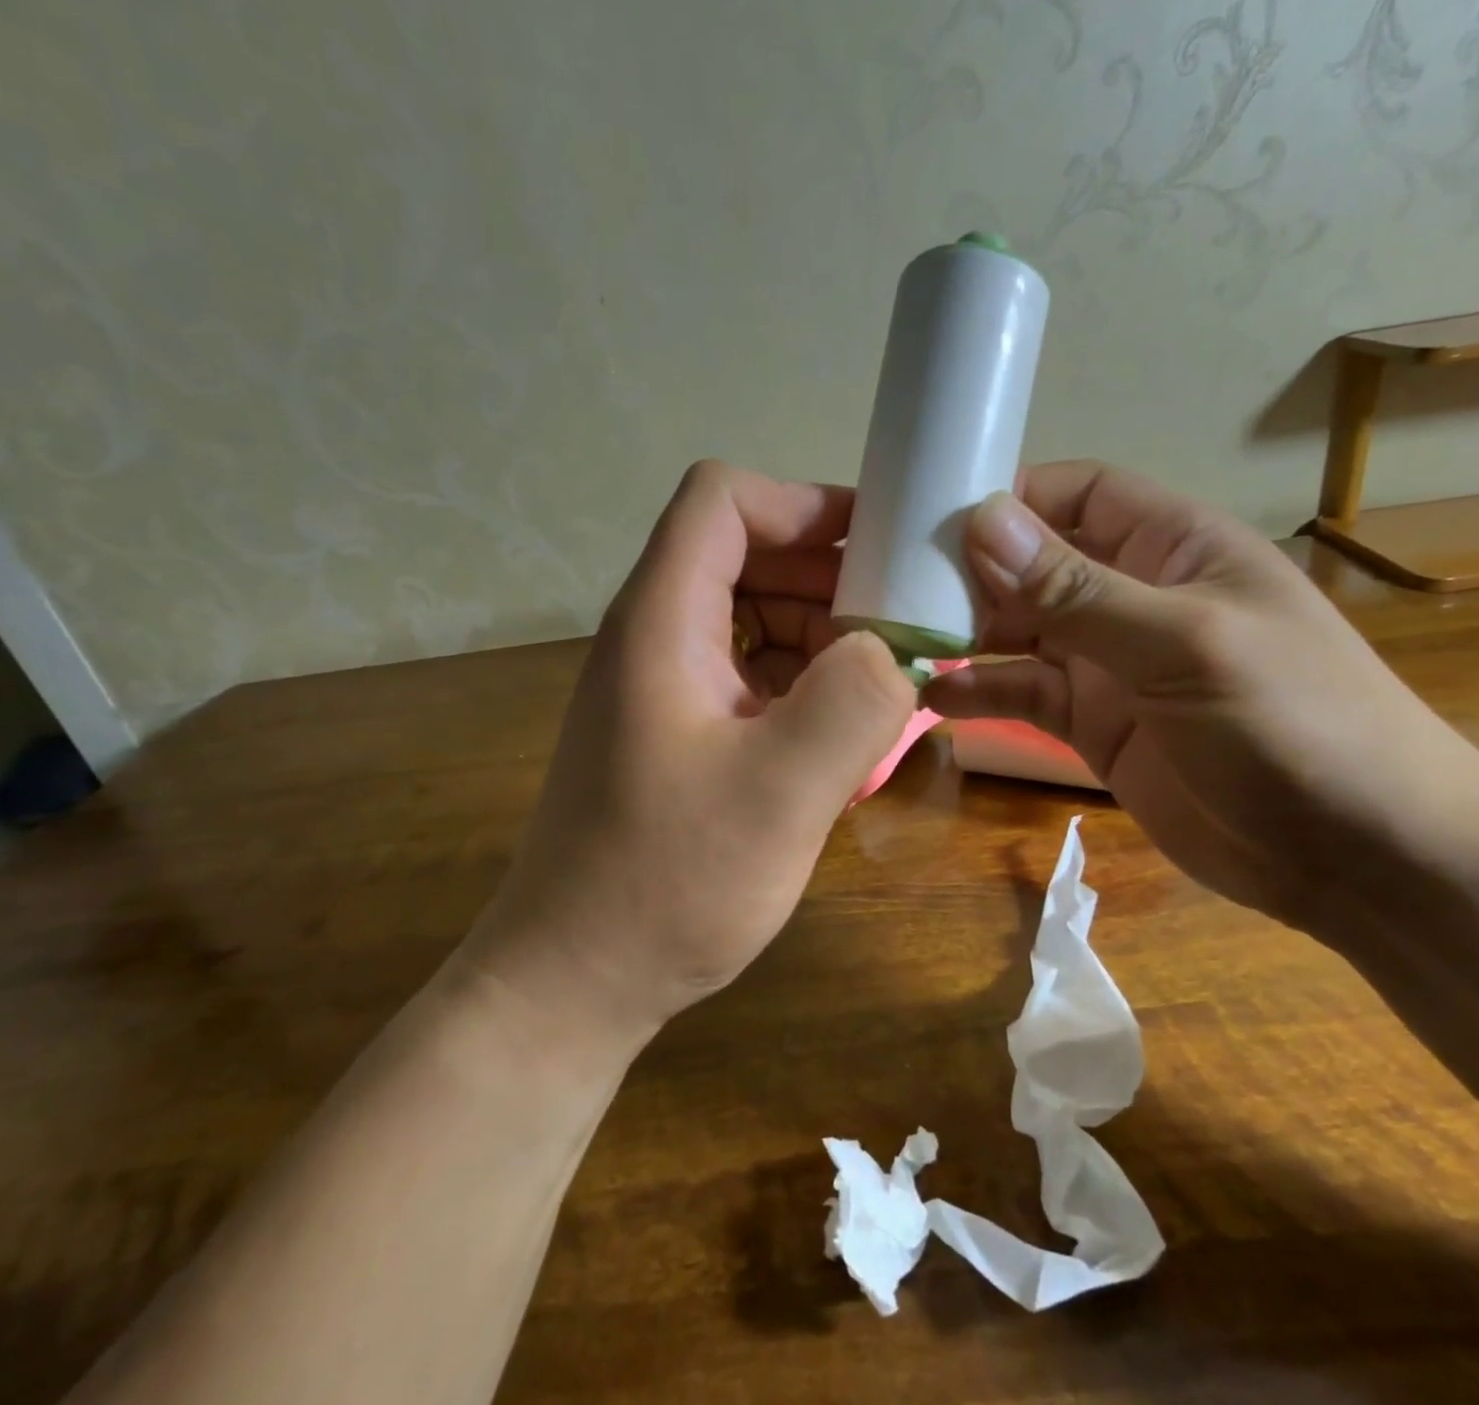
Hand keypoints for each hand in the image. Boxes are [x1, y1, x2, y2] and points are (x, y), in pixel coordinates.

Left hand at [462, 461, 916, 1040]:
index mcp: (663, 622)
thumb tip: (889, 651)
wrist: (576, 978)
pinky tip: (844, 730)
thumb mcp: (780, 796)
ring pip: (751, 615)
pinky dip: (802, 681)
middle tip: (901, 624)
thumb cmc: (667, 884)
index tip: (874, 551)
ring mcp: (664, 686)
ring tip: (885, 682)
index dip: (801, 505)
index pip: (722, 500)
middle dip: (827, 575)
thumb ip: (851, 705)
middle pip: (743, 553)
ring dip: (821, 633)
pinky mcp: (677, 731)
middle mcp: (655, 637)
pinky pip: (748, 673)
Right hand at [923, 462, 1478, 930]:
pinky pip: (1024, 695)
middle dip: (971, 573)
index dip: (1012, 498)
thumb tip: (982, 522)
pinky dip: (981, 693)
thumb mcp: (1182, 643)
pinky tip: (935, 701)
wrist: (1358, 858)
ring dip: (965, 636)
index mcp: (1172, 548)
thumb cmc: (1293, 722)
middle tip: (895, 591)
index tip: (933, 519)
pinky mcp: (1093, 724)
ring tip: (900, 645)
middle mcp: (1133, 596)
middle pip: (1035, 564)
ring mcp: (1110, 664)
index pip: (1079, 495)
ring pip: (1020, 632)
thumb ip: (1078, 590)